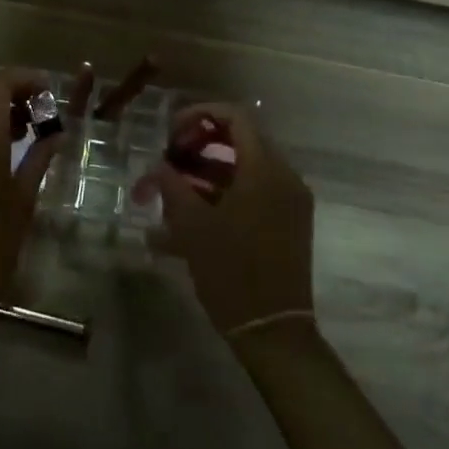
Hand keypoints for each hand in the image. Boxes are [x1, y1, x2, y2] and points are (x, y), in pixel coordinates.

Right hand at [142, 103, 315, 340]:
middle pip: (240, 140)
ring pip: (245, 168)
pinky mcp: (289, 223)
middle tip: (169, 161)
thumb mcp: (191, 225)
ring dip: (208, 171)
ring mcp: (290, 201)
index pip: (235, 116)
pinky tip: (191, 217)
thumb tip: (158, 165)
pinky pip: (255, 192)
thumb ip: (171, 184)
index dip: (199, 116)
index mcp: (265, 169)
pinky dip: (224, 193)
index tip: (171, 135)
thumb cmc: (231, 272)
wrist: (273, 332)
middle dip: (200, 145)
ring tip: (172, 191)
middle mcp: (284, 177)